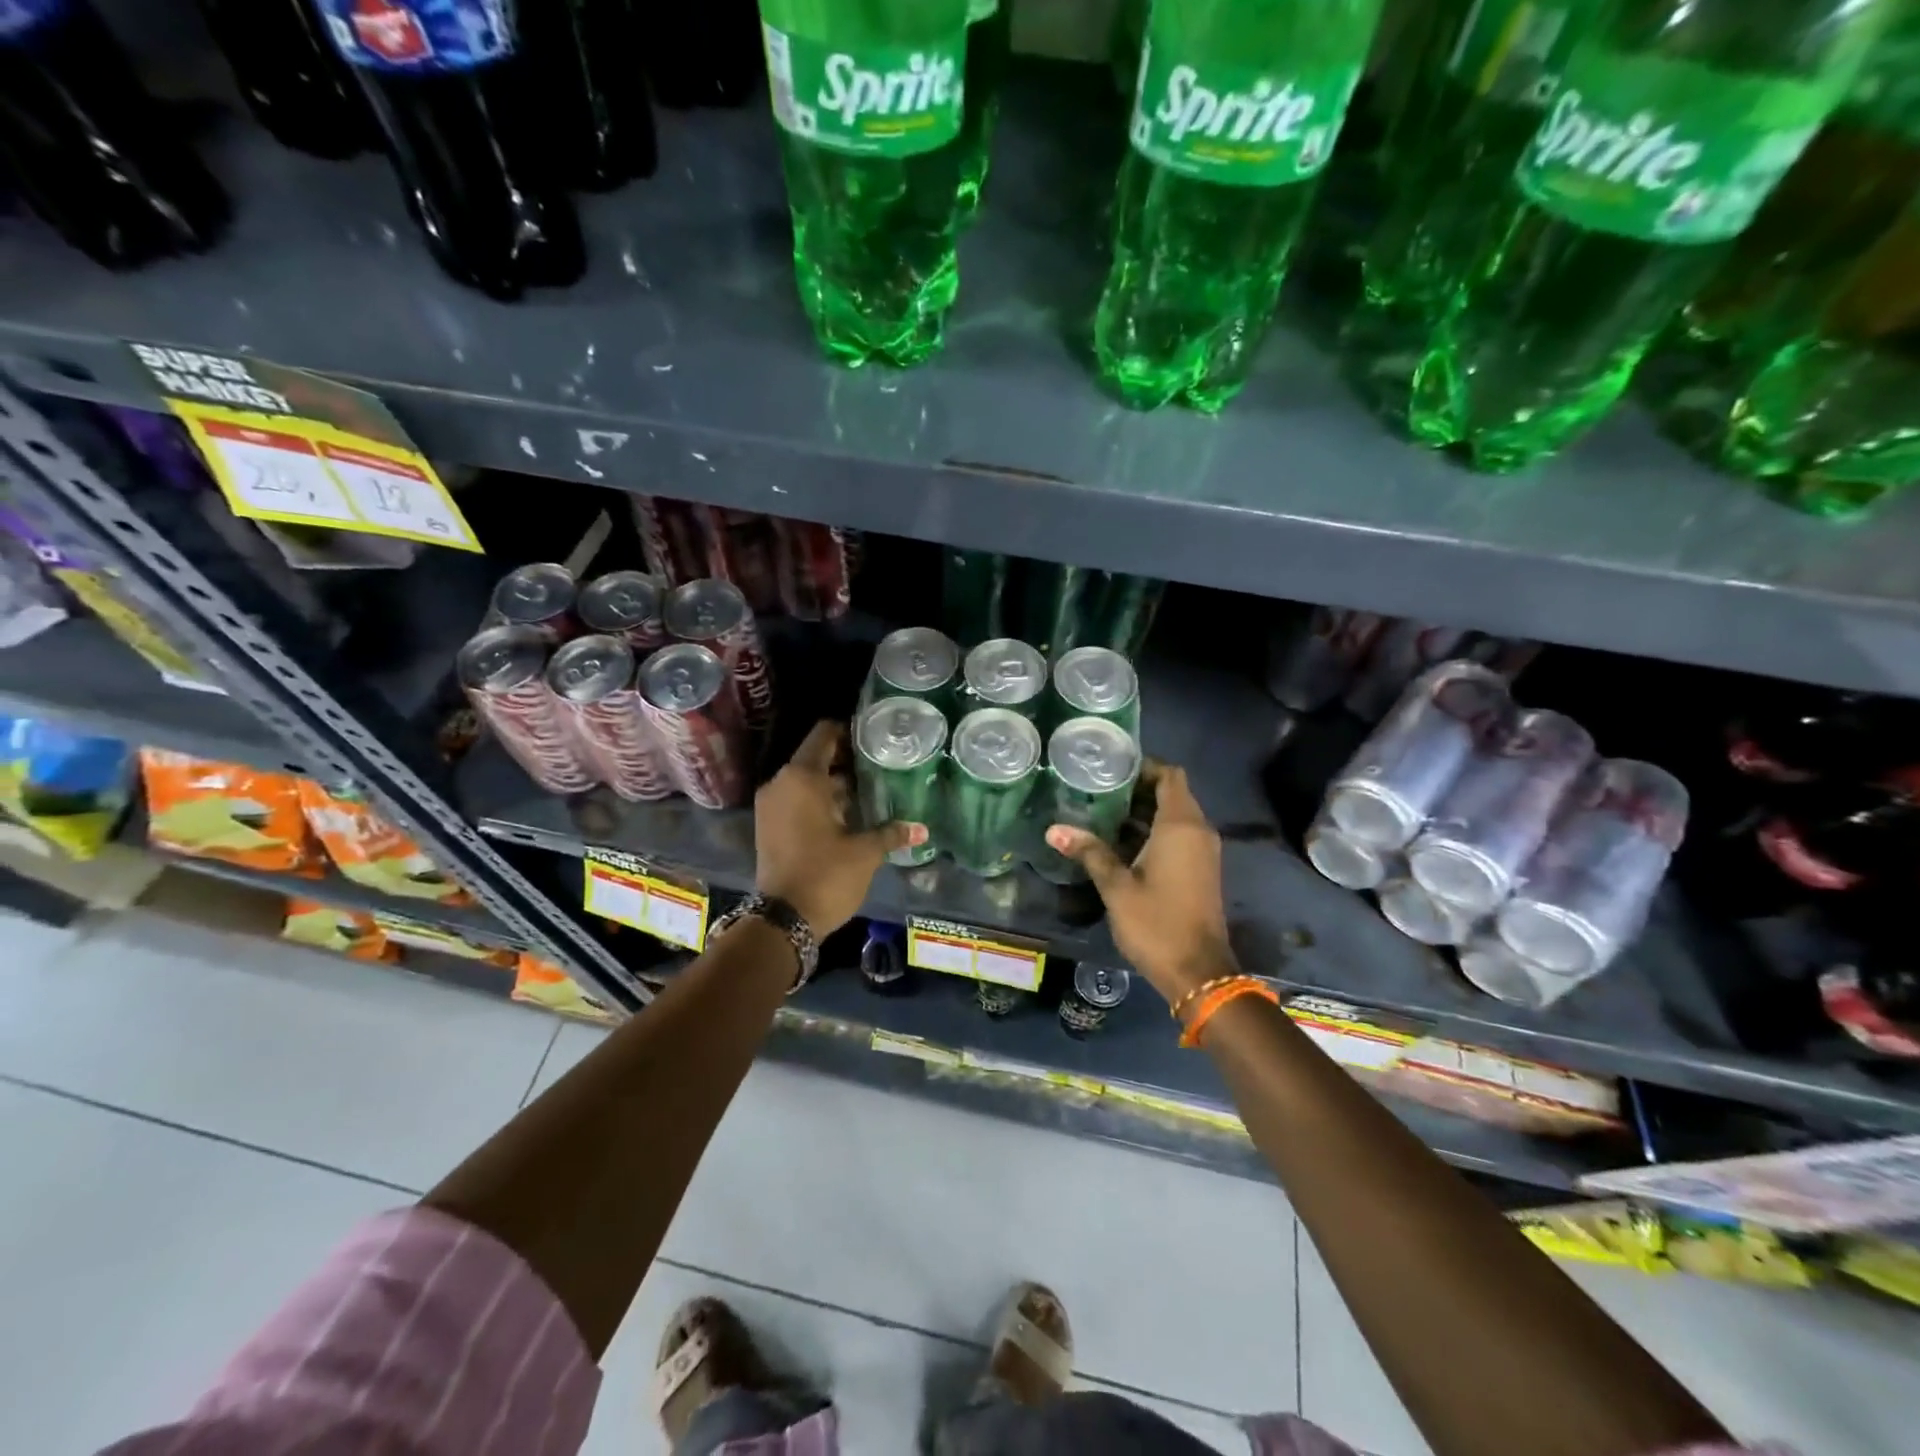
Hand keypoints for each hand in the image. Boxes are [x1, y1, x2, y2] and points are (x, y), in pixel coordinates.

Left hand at [755, 721, 925, 935]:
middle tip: (880, 766)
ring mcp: (771, 806)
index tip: (874, 737)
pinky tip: (848, 814)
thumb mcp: (865, 852)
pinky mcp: (768, 826)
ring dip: (833, 784)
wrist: (783, 920)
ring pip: (805, 781)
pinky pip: (796, 800)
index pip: (824, 734)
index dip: (848, 731)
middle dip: (846, 761)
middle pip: (815, 757)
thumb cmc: (826, 875)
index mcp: (802, 777)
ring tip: (869, 791)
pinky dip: (818, 801)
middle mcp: (781, 783)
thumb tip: (922, 829)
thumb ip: (892, 833)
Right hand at [1045, 764, 1235, 1004]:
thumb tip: (1054, 829)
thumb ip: (1089, 852)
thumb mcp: (1117, 887)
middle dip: (1137, 789)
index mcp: (1181, 826)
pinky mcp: (1199, 870)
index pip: (1170, 775)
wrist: (1198, 973)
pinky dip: (1152, 831)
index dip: (1144, 767)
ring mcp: (1202, 852)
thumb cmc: (1157, 923)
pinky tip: (1119, 842)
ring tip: (1100, 811)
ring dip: (1143, 812)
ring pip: (1174, 816)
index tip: (1111, 767)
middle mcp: (1197, 831)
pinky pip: (1177, 836)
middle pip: (1171, 793)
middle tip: (1096, 788)